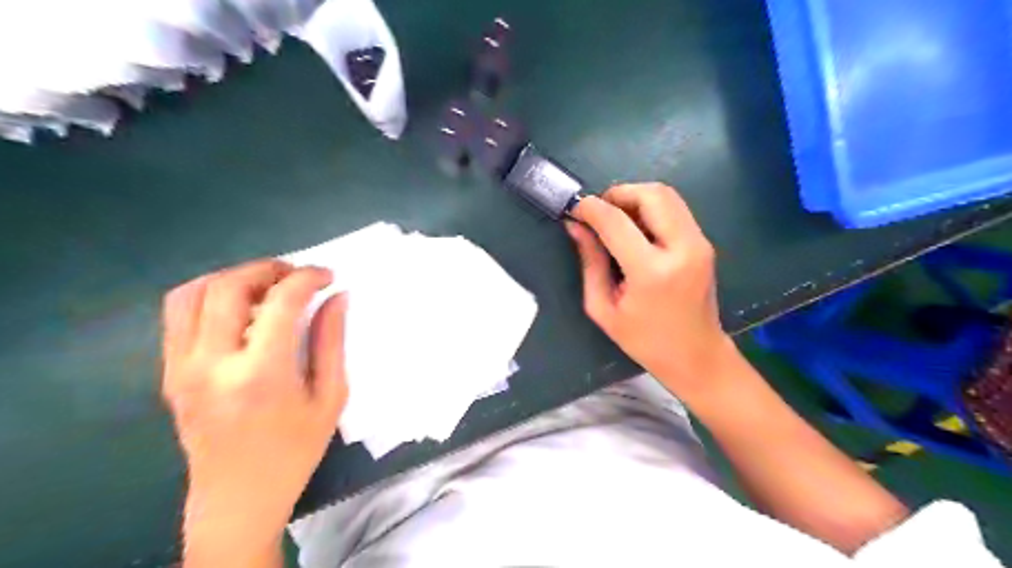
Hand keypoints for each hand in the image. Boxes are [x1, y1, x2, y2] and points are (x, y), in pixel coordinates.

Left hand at [160, 260, 344, 563]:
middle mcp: (211, 364)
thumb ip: (331, 341)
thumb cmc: (295, 451)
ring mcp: (181, 368)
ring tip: (267, 286)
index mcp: (261, 375)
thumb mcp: (330, 397)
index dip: (308, 278)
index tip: (328, 276)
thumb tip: (337, 297)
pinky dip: (209, 296)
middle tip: (297, 275)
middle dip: (268, 269)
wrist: (237, 498)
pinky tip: (240, 308)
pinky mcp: (169, 373)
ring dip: (233, 277)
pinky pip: (179, 315)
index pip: (280, 302)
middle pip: (228, 286)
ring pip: (193, 293)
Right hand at [565, 184, 731, 400]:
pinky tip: (636, 229)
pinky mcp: (704, 243)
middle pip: (651, 194)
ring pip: (667, 195)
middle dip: (618, 194)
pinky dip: (651, 208)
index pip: (617, 222)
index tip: (575, 208)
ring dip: (636, 197)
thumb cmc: (644, 340)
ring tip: (616, 219)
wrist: (696, 355)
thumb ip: (590, 262)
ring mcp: (699, 243)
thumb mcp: (603, 308)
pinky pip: (675, 209)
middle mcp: (682, 249)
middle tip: (599, 212)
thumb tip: (575, 226)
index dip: (591, 208)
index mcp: (651, 272)